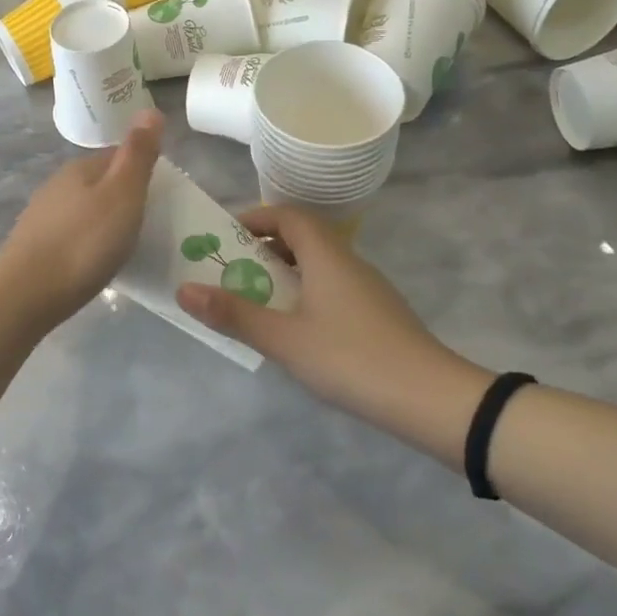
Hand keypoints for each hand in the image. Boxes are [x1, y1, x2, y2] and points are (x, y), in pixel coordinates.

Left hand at [0, 111, 162, 325]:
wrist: (26, 294)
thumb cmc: (84, 243)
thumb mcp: (122, 195)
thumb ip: (137, 154)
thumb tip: (149, 109)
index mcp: (80, 168)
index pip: (116, 156)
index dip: (140, 171)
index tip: (161, 195)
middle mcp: (57, 185)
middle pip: (98, 183)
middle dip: (121, 197)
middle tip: (148, 224)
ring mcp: (41, 216)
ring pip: (82, 209)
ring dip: (102, 221)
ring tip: (124, 246)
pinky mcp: (32, 246)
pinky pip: (69, 234)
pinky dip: (85, 242)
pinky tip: (93, 262)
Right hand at [178, 205, 494, 467]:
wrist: (432, 400)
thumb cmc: (351, 358)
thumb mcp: (284, 339)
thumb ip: (234, 314)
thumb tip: (183, 289)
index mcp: (326, 255)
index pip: (288, 215)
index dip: (255, 218)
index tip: (226, 236)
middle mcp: (348, 262)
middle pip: (302, 238)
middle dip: (263, 249)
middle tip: (231, 270)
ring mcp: (368, 289)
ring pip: (317, 266)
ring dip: (284, 274)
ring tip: (254, 300)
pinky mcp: (378, 315)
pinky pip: (331, 289)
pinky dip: (305, 295)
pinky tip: (295, 330)